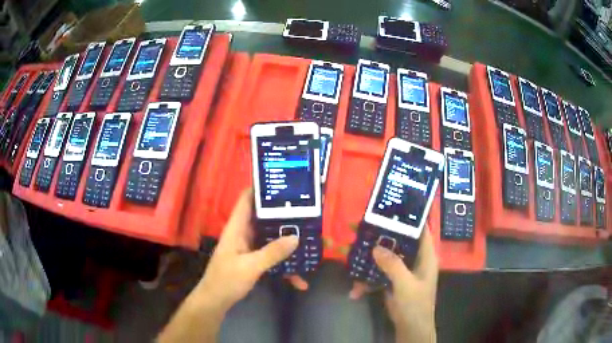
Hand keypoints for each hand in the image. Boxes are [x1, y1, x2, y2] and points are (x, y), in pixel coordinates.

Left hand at [196, 188, 299, 311]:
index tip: (283, 182)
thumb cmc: (226, 280)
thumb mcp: (250, 266)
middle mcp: (244, 234)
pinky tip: (299, 279)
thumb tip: (296, 237)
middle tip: (307, 210)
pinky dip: (285, 266)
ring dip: (287, 242)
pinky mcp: (254, 261)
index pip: (246, 199)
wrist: (215, 301)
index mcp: (237, 228)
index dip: (260, 187)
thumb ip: (272, 252)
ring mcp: (249, 248)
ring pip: (271, 238)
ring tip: (310, 241)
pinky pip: (272, 258)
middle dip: (283, 215)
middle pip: (264, 217)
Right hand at [350, 228, 437, 342]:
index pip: (421, 229)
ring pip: (387, 255)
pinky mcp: (393, 280)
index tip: (390, 207)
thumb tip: (376, 247)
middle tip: (363, 226)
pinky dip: (368, 278)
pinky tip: (356, 289)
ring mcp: (403, 270)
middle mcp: (415, 259)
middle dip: (382, 235)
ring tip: (352, 250)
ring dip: (371, 256)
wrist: (410, 327)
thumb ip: (393, 265)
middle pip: (400, 240)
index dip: (409, 218)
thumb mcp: (405, 284)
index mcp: (426, 255)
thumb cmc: (415, 305)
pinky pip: (379, 272)